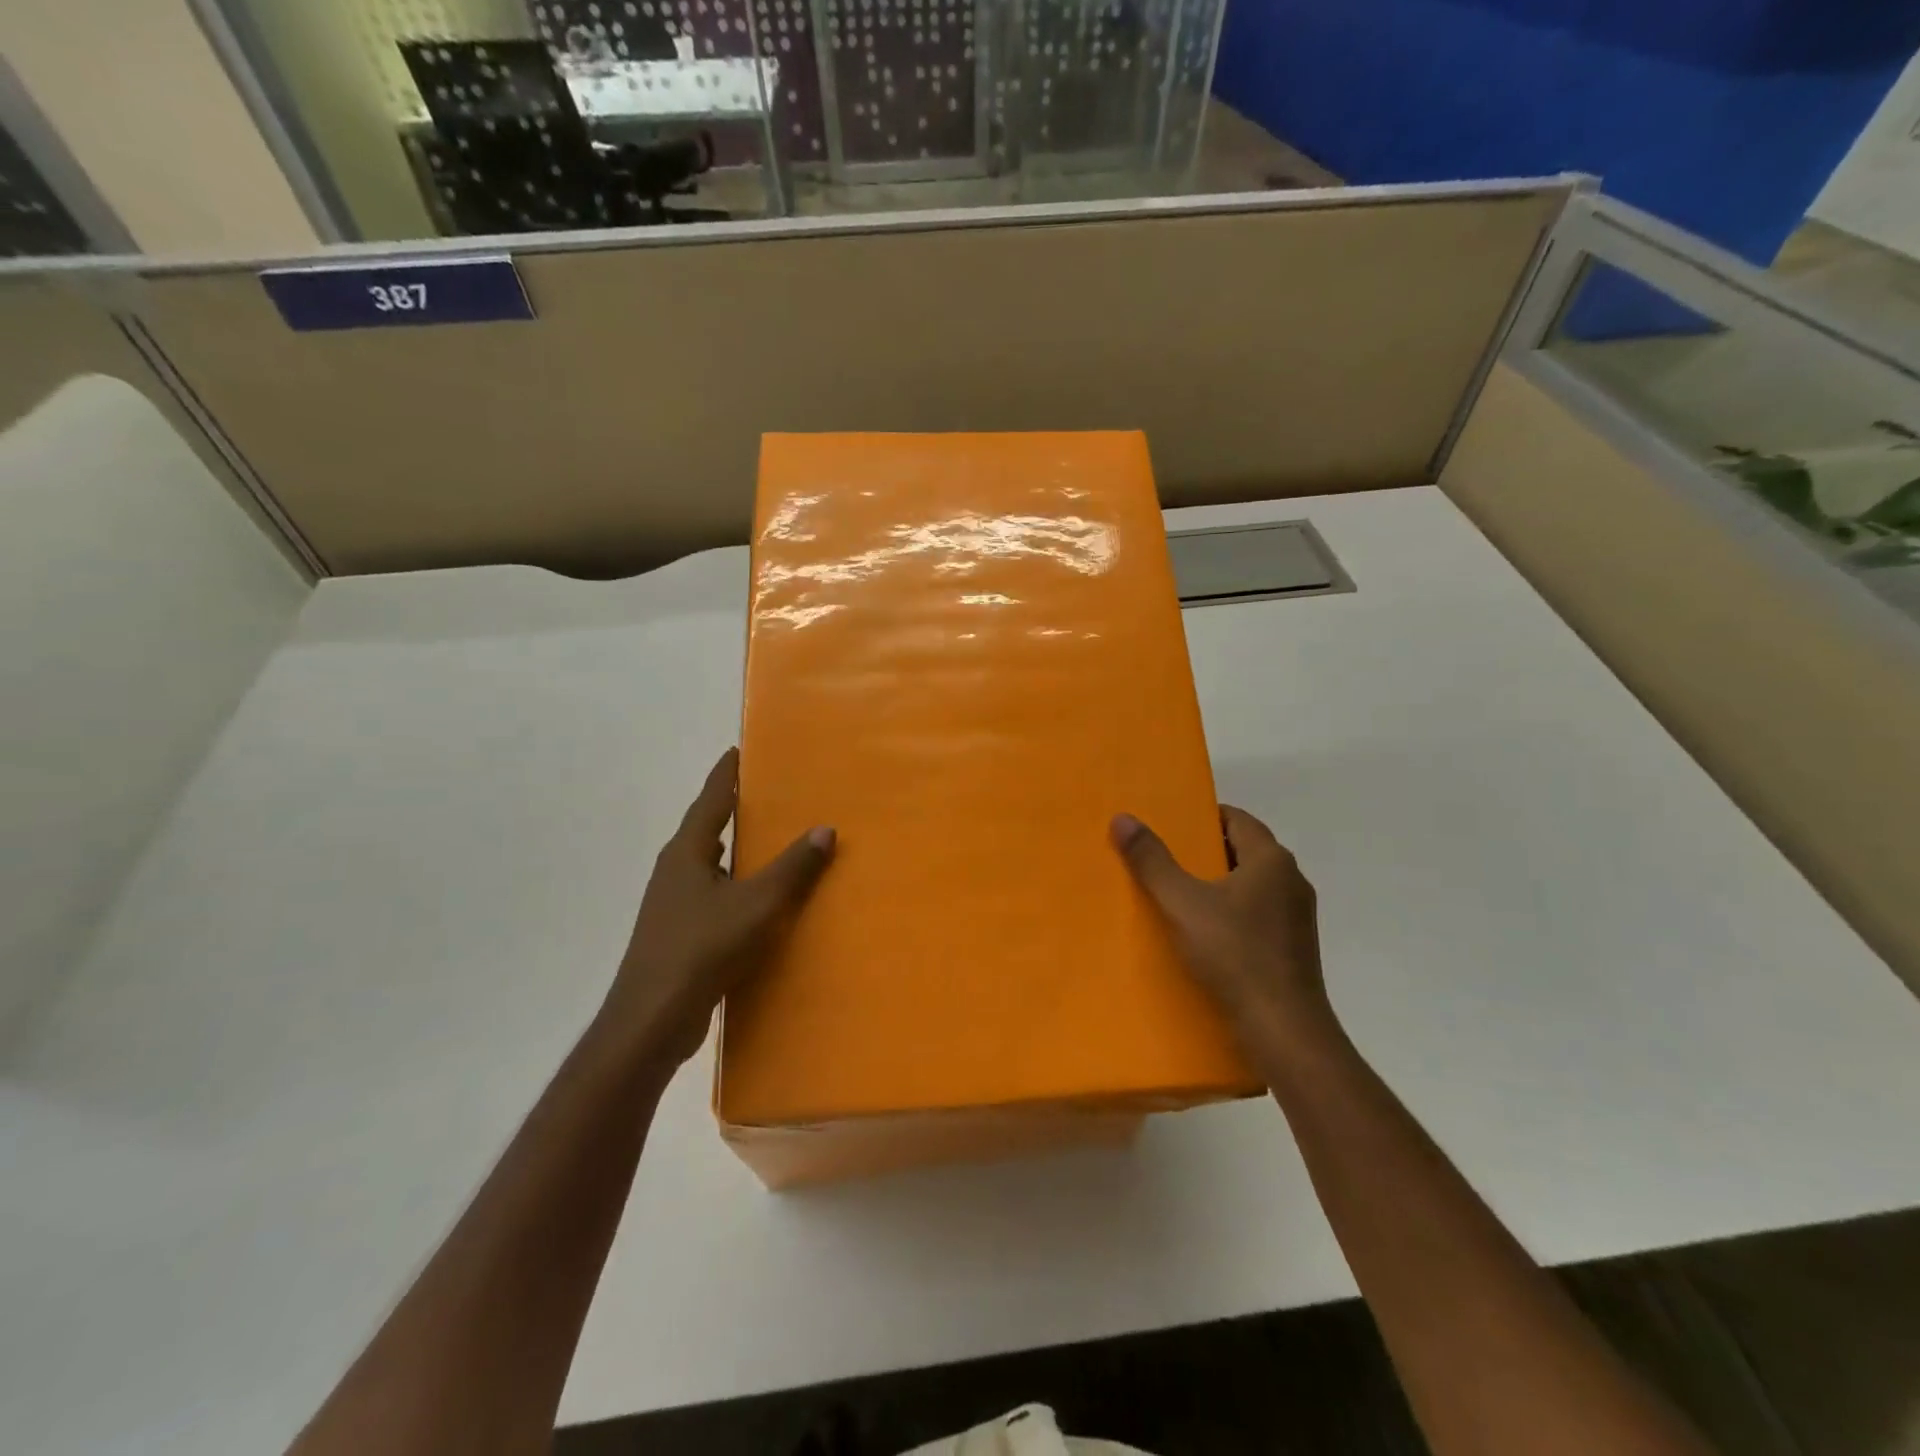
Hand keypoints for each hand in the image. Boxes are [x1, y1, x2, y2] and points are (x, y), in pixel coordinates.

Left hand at [602, 748, 834, 1068]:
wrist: (653, 1019)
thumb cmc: (703, 948)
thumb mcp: (758, 903)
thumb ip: (793, 867)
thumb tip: (825, 828)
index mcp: (687, 852)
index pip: (711, 798)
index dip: (727, 773)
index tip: (741, 750)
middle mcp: (676, 870)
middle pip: (708, 828)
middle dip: (736, 810)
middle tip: (772, 794)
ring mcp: (673, 904)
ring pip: (711, 865)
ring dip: (738, 851)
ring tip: (773, 842)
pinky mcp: (679, 933)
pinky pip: (714, 895)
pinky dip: (737, 886)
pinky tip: (760, 900)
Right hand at [1110, 806, 1334, 1066]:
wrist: (1283, 1030)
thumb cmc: (1234, 955)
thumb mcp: (1182, 903)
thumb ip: (1151, 861)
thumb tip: (1123, 818)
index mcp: (1271, 860)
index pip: (1237, 818)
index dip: (1202, 816)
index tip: (1168, 823)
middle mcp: (1291, 880)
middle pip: (1243, 850)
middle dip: (1204, 850)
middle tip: (1163, 855)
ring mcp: (1296, 917)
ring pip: (1250, 885)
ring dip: (1217, 884)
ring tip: (1176, 893)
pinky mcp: (1293, 948)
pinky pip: (1257, 914)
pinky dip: (1230, 912)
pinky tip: (1203, 932)